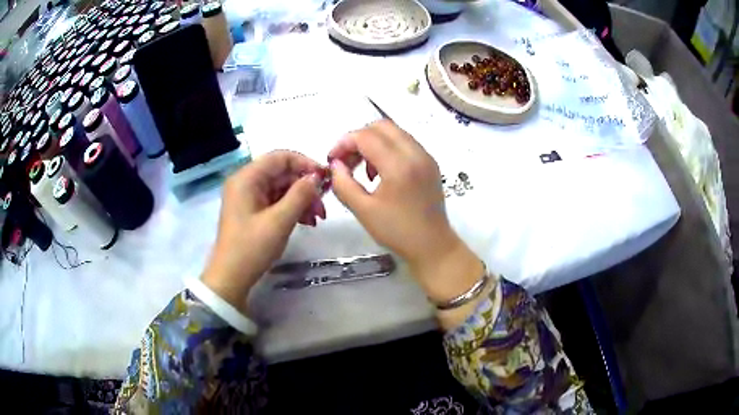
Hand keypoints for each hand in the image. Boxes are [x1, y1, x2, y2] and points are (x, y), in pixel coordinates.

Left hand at [202, 150, 326, 310]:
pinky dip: (292, 208)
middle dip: (305, 187)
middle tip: (323, 206)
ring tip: (317, 218)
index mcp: (247, 178)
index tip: (325, 179)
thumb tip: (317, 177)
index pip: (281, 157)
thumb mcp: (279, 221)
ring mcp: (249, 197)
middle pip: (282, 173)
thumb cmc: (252, 248)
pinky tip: (306, 222)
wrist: (231, 277)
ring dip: (302, 200)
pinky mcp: (252, 210)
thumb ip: (300, 195)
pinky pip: (276, 201)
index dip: (305, 164)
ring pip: (282, 188)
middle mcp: (246, 182)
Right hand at [329, 120, 483, 304]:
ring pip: (394, 132)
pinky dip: (388, 148)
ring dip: (374, 142)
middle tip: (347, 161)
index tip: (333, 160)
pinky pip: (405, 142)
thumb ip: (343, 183)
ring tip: (363, 168)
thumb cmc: (397, 232)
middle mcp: (415, 153)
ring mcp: (426, 156)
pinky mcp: (430, 162)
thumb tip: (335, 164)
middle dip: (359, 138)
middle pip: (381, 126)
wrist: (433, 246)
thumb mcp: (363, 210)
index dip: (344, 143)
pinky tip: (381, 171)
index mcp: (399, 165)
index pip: (366, 136)